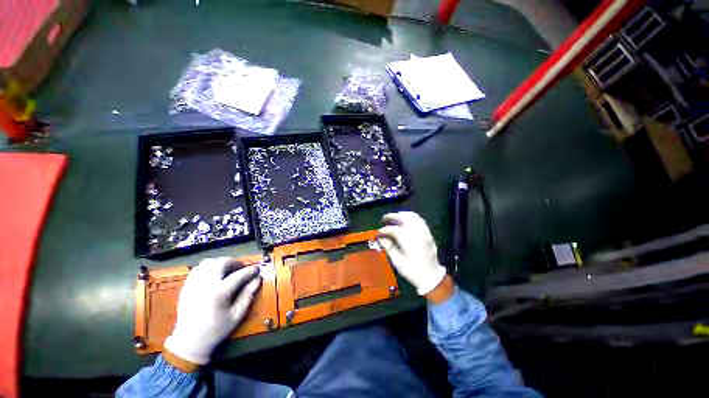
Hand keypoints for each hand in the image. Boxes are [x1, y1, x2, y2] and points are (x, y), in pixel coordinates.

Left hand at [163, 257, 260, 365]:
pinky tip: (214, 275)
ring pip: (209, 262)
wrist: (189, 342)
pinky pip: (198, 268)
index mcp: (219, 292)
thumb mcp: (237, 315)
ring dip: (221, 263)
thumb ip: (248, 295)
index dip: (251, 270)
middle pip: (222, 262)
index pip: (239, 274)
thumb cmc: (216, 330)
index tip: (257, 269)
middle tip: (241, 268)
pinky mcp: (187, 286)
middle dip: (235, 262)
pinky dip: (208, 267)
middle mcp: (206, 284)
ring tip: (227, 270)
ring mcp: (194, 284)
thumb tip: (257, 280)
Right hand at [377, 212, 447, 295]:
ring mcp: (424, 232)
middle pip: (403, 219)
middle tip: (383, 220)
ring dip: (401, 215)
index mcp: (409, 242)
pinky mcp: (428, 233)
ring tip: (393, 218)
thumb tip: (380, 237)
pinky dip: (410, 217)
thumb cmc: (412, 271)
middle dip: (391, 217)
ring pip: (412, 216)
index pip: (394, 230)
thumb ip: (389, 247)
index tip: (378, 233)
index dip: (384, 230)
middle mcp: (418, 234)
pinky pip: (419, 219)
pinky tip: (404, 220)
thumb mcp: (398, 262)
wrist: (431, 277)